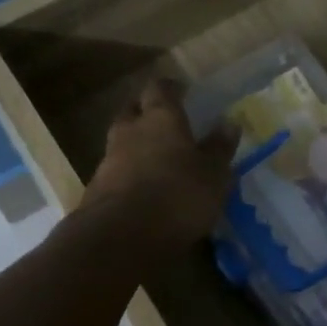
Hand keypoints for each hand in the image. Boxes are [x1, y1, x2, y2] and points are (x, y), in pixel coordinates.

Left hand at [80, 78, 234, 251]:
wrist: (120, 237)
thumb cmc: (177, 196)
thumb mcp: (213, 175)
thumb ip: (219, 148)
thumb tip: (229, 122)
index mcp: (160, 118)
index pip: (160, 88)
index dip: (170, 88)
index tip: (182, 92)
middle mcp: (130, 131)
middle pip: (133, 110)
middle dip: (146, 111)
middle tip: (164, 121)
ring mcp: (109, 159)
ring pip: (121, 141)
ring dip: (135, 144)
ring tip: (155, 158)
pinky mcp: (97, 189)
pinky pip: (115, 170)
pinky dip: (127, 173)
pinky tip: (142, 188)